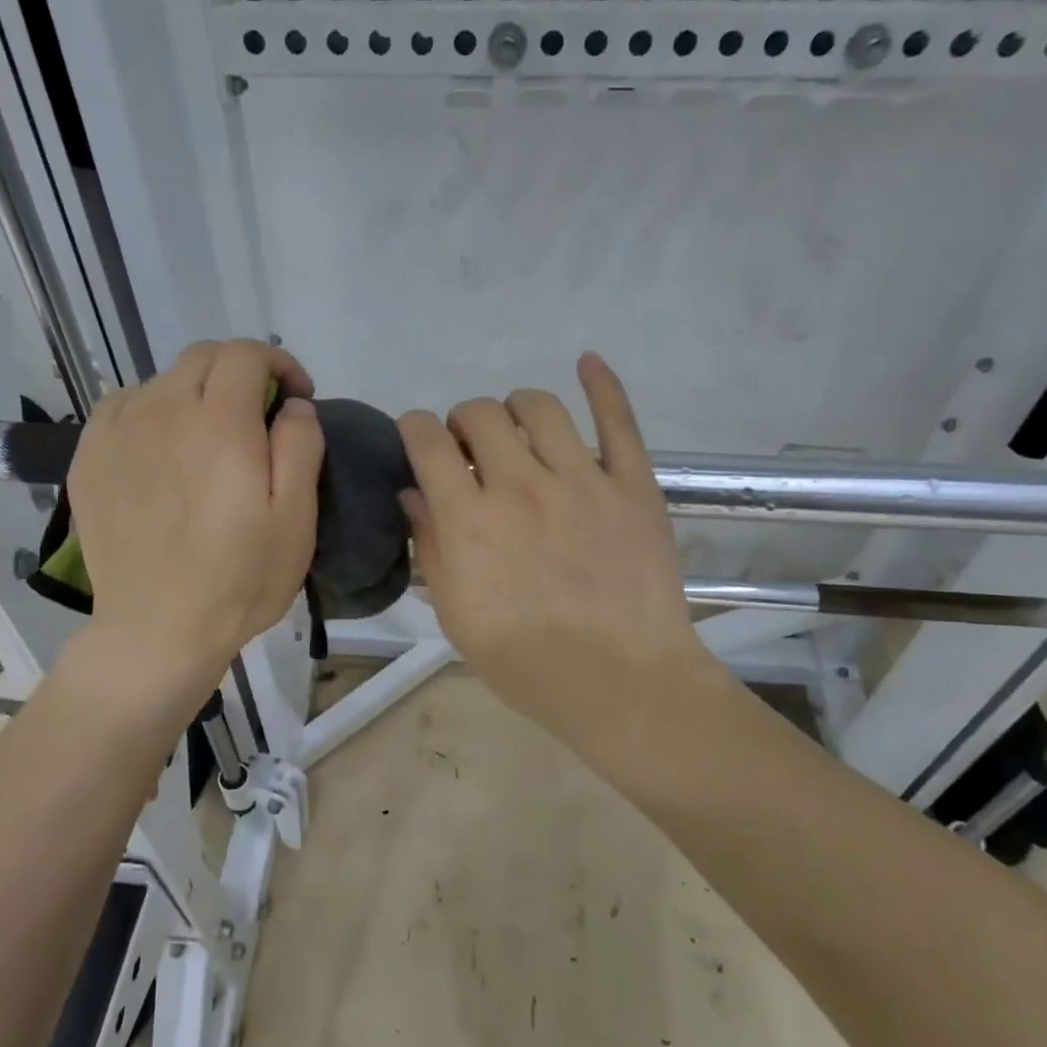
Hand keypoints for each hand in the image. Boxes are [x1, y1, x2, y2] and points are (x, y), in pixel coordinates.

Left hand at [68, 339, 323, 688]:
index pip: (245, 354)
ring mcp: (118, 432)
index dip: (278, 364)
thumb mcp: (297, 518)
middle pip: (202, 357)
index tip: (296, 397)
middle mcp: (163, 411)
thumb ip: (301, 445)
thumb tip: (292, 405)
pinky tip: (163, 448)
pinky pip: (124, 406)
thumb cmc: (240, 579)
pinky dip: (153, 411)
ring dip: (196, 393)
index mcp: (220, 423)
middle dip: (240, 372)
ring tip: (209, 437)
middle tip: (259, 415)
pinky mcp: (89, 457)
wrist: (158, 630)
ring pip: (163, 380)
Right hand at [397, 354, 707, 756]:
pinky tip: (588, 362)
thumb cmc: (526, 662)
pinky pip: (618, 419)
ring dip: (516, 409)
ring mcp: (582, 479)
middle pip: (479, 413)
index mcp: (470, 519)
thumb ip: (432, 547)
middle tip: (470, 450)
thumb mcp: (457, 616)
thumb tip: (413, 494)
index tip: (417, 440)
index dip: (413, 429)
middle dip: (462, 422)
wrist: (620, 684)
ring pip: (539, 406)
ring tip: (518, 432)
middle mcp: (520, 484)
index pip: (426, 440)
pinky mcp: (633, 485)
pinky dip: (602, 384)